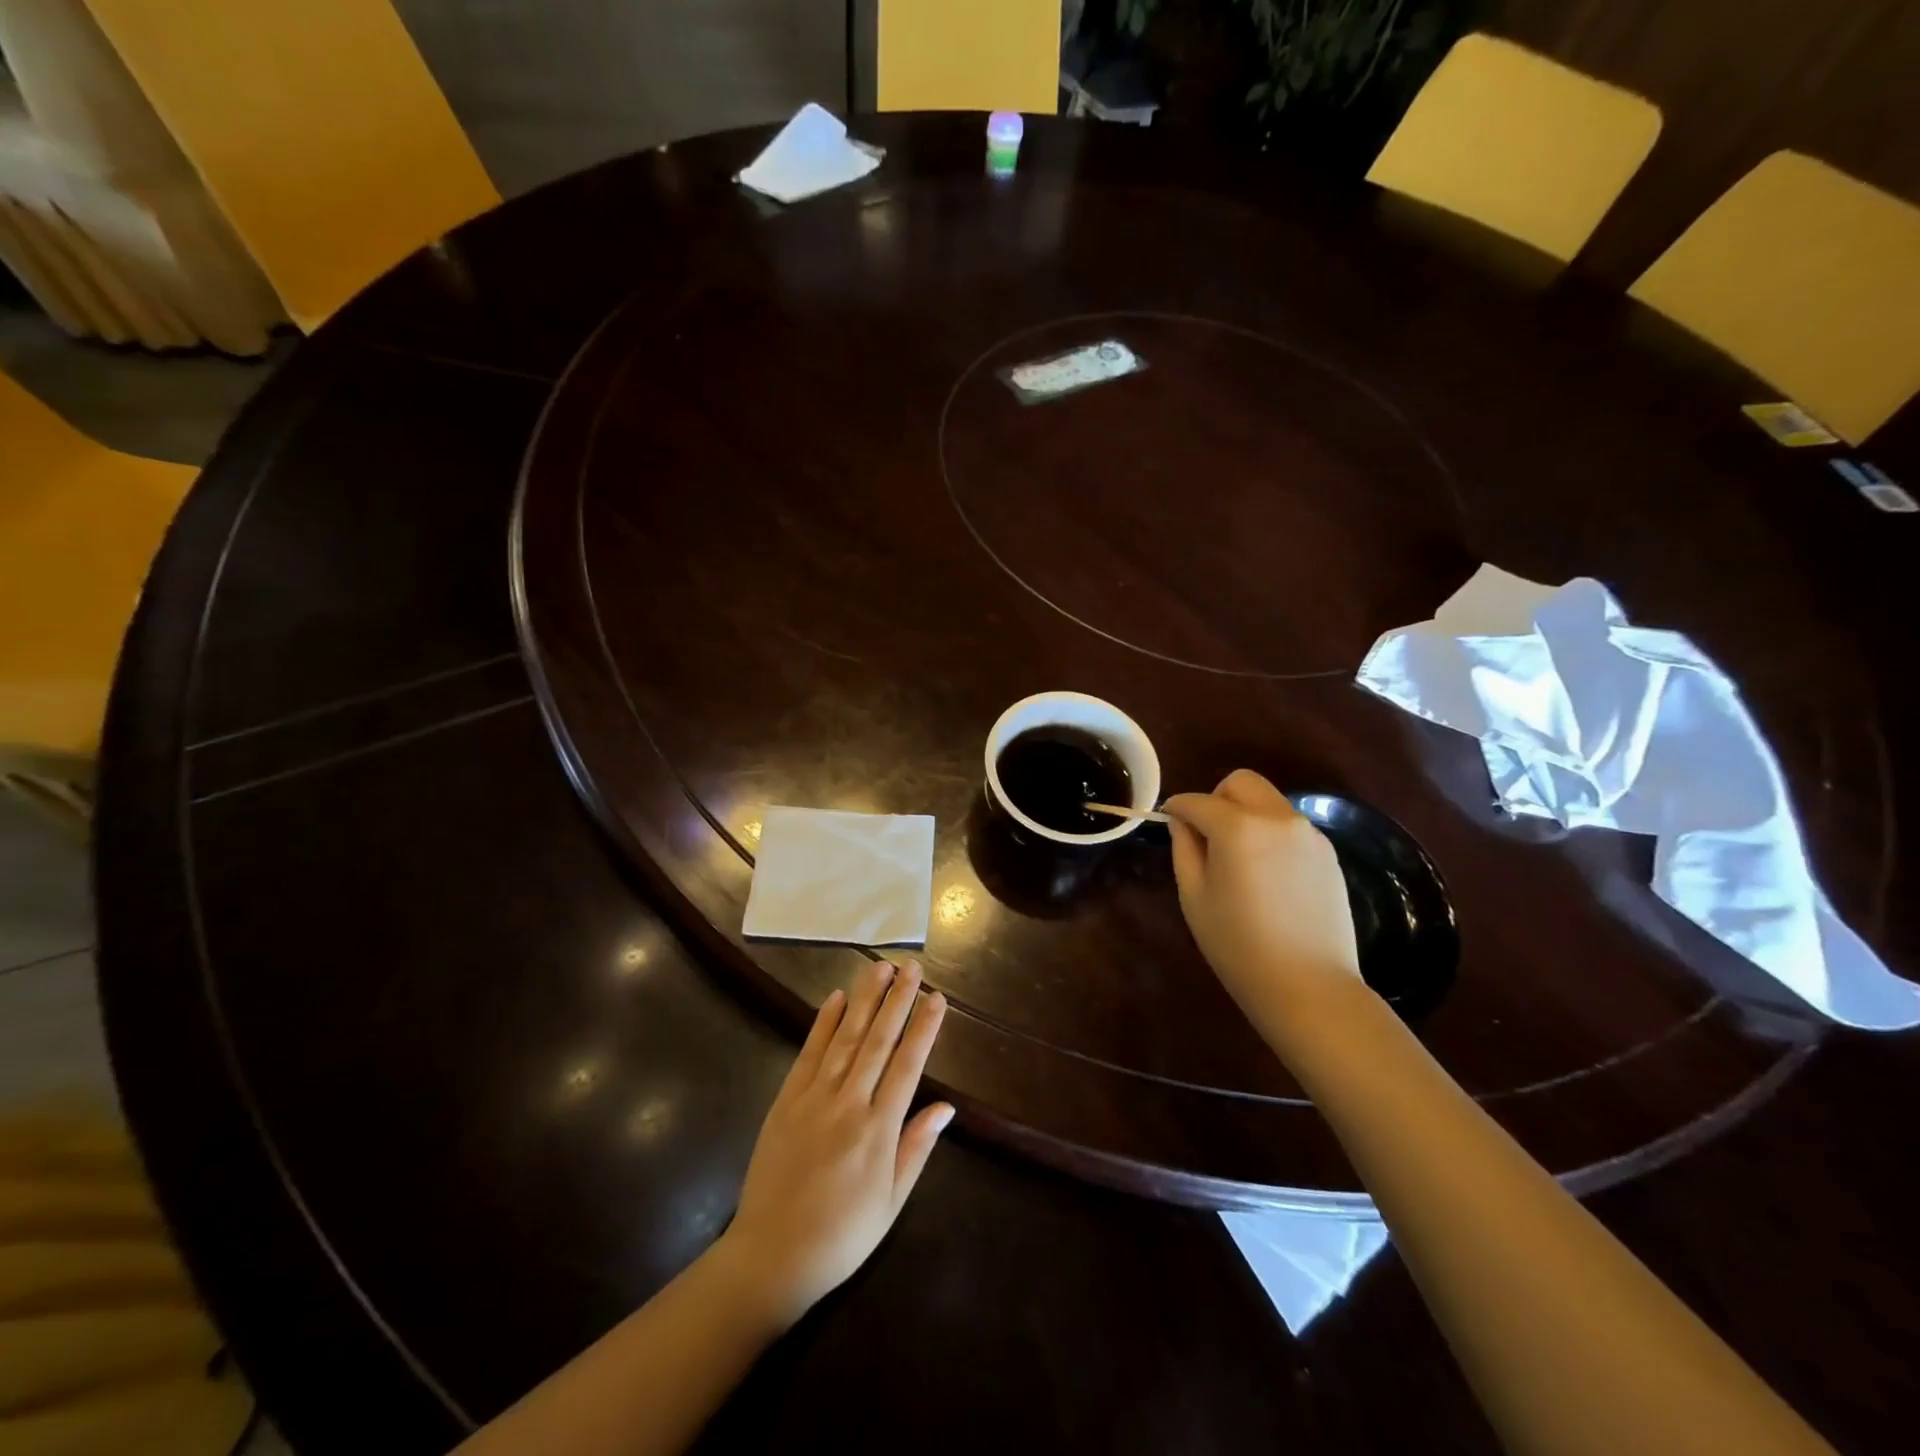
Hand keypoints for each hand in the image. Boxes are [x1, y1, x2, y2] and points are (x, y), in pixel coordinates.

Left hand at [719, 960, 950, 1326]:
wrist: (771, 1257)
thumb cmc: (842, 1236)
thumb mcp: (891, 1202)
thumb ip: (916, 1148)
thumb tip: (946, 1107)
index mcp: (878, 1130)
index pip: (908, 1065)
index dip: (924, 1028)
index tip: (937, 997)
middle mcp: (848, 1103)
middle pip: (878, 1040)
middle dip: (897, 1000)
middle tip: (912, 966)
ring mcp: (814, 1098)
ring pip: (845, 1037)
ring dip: (864, 1000)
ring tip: (880, 968)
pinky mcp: (786, 1100)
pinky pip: (809, 1053)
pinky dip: (823, 1023)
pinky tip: (836, 998)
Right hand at [1163, 770, 1363, 1037]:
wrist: (1309, 986)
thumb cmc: (1238, 945)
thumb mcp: (1194, 896)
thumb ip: (1184, 848)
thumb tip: (1183, 822)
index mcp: (1238, 828)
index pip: (1197, 801)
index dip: (1176, 808)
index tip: (1167, 821)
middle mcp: (1277, 818)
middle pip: (1240, 783)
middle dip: (1217, 799)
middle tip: (1207, 836)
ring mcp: (1308, 834)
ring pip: (1268, 802)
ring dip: (1246, 815)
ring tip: (1239, 860)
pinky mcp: (1328, 853)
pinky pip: (1289, 827)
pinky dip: (1270, 834)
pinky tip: (1268, 876)